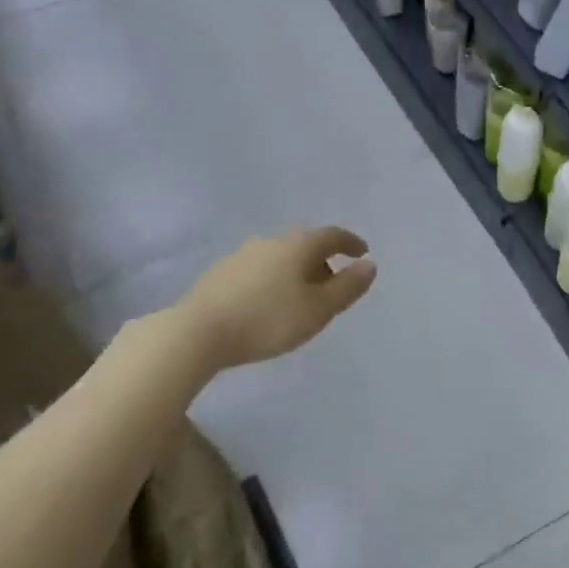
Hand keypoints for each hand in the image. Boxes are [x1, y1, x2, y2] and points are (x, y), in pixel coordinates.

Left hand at [175, 227, 376, 369]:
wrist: (198, 332)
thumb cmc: (269, 320)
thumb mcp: (319, 309)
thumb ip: (348, 287)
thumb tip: (370, 265)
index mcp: (298, 245)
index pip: (332, 235)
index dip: (351, 243)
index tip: (362, 252)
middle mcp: (270, 241)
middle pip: (305, 244)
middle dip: (323, 260)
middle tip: (334, 283)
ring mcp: (242, 255)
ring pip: (281, 257)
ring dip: (298, 272)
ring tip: (304, 298)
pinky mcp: (221, 274)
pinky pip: (261, 270)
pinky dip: (275, 280)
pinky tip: (272, 304)